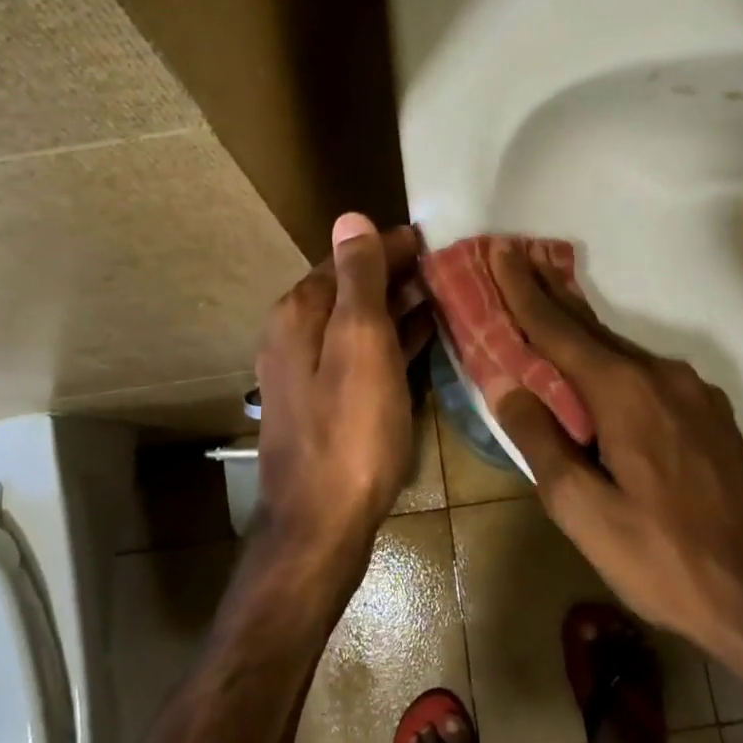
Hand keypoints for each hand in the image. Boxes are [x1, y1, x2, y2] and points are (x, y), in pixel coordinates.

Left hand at [255, 214, 432, 575]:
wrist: (321, 524)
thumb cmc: (350, 429)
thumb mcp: (360, 342)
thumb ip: (359, 278)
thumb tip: (351, 218)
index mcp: (300, 313)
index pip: (348, 259)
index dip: (389, 246)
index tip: (433, 238)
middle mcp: (296, 335)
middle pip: (351, 289)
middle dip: (394, 274)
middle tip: (446, 266)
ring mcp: (309, 372)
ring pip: (358, 322)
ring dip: (396, 306)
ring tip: (442, 295)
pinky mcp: (327, 403)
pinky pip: (362, 355)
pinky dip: (391, 340)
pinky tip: (421, 338)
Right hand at [486, 240, 742, 667]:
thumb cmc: (665, 559)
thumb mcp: (585, 512)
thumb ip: (542, 442)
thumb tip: (508, 386)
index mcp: (624, 392)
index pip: (558, 328)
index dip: (522, 289)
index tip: (500, 249)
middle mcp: (660, 374)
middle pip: (590, 327)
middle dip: (548, 294)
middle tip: (516, 259)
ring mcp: (692, 391)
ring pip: (620, 349)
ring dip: (579, 328)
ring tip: (547, 305)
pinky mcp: (709, 412)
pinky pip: (645, 370)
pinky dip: (610, 358)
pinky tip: (599, 369)